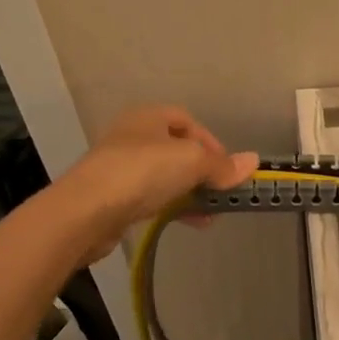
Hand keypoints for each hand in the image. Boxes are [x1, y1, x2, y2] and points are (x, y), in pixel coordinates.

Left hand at [57, 106, 256, 261]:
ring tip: (209, 214)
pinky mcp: (112, 196)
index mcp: (148, 117)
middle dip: (202, 171)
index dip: (211, 142)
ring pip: (165, 176)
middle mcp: (132, 136)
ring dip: (190, 192)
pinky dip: (172, 206)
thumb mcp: (192, 162)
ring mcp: (120, 167)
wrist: (85, 211)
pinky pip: (151, 197)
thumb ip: (222, 165)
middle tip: (220, 192)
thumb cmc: (142, 173)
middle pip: (177, 150)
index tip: (227, 167)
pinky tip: (188, 222)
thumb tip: (253, 161)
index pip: (187, 121)